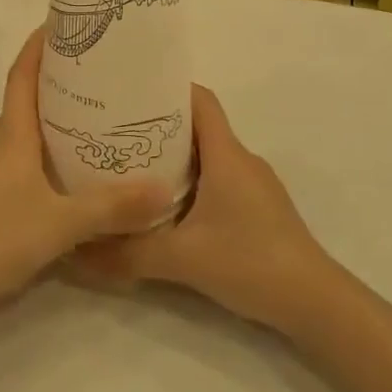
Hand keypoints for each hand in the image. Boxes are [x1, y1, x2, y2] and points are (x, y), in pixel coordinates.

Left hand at [0, 29, 174, 329]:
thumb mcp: (60, 223)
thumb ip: (111, 206)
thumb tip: (163, 187)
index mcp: (11, 133)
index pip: (23, 75)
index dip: (39, 45)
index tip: (63, 22)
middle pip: (29, 100)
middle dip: (62, 82)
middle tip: (105, 74)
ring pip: (27, 134)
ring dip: (58, 122)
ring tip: (101, 120)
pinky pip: (25, 162)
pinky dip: (50, 155)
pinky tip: (76, 175)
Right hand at [71, 85, 333, 330]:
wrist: (315, 303)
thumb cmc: (251, 262)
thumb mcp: (182, 259)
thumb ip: (128, 254)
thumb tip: (77, 252)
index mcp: (226, 154)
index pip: (200, 100)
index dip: (169, 88)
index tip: (131, 92)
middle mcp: (241, 159)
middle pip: (198, 126)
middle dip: (159, 125)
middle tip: (116, 134)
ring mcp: (254, 184)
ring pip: (208, 155)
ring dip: (174, 157)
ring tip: (133, 169)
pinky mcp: (259, 208)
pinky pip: (219, 179)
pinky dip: (192, 182)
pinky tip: (168, 207)